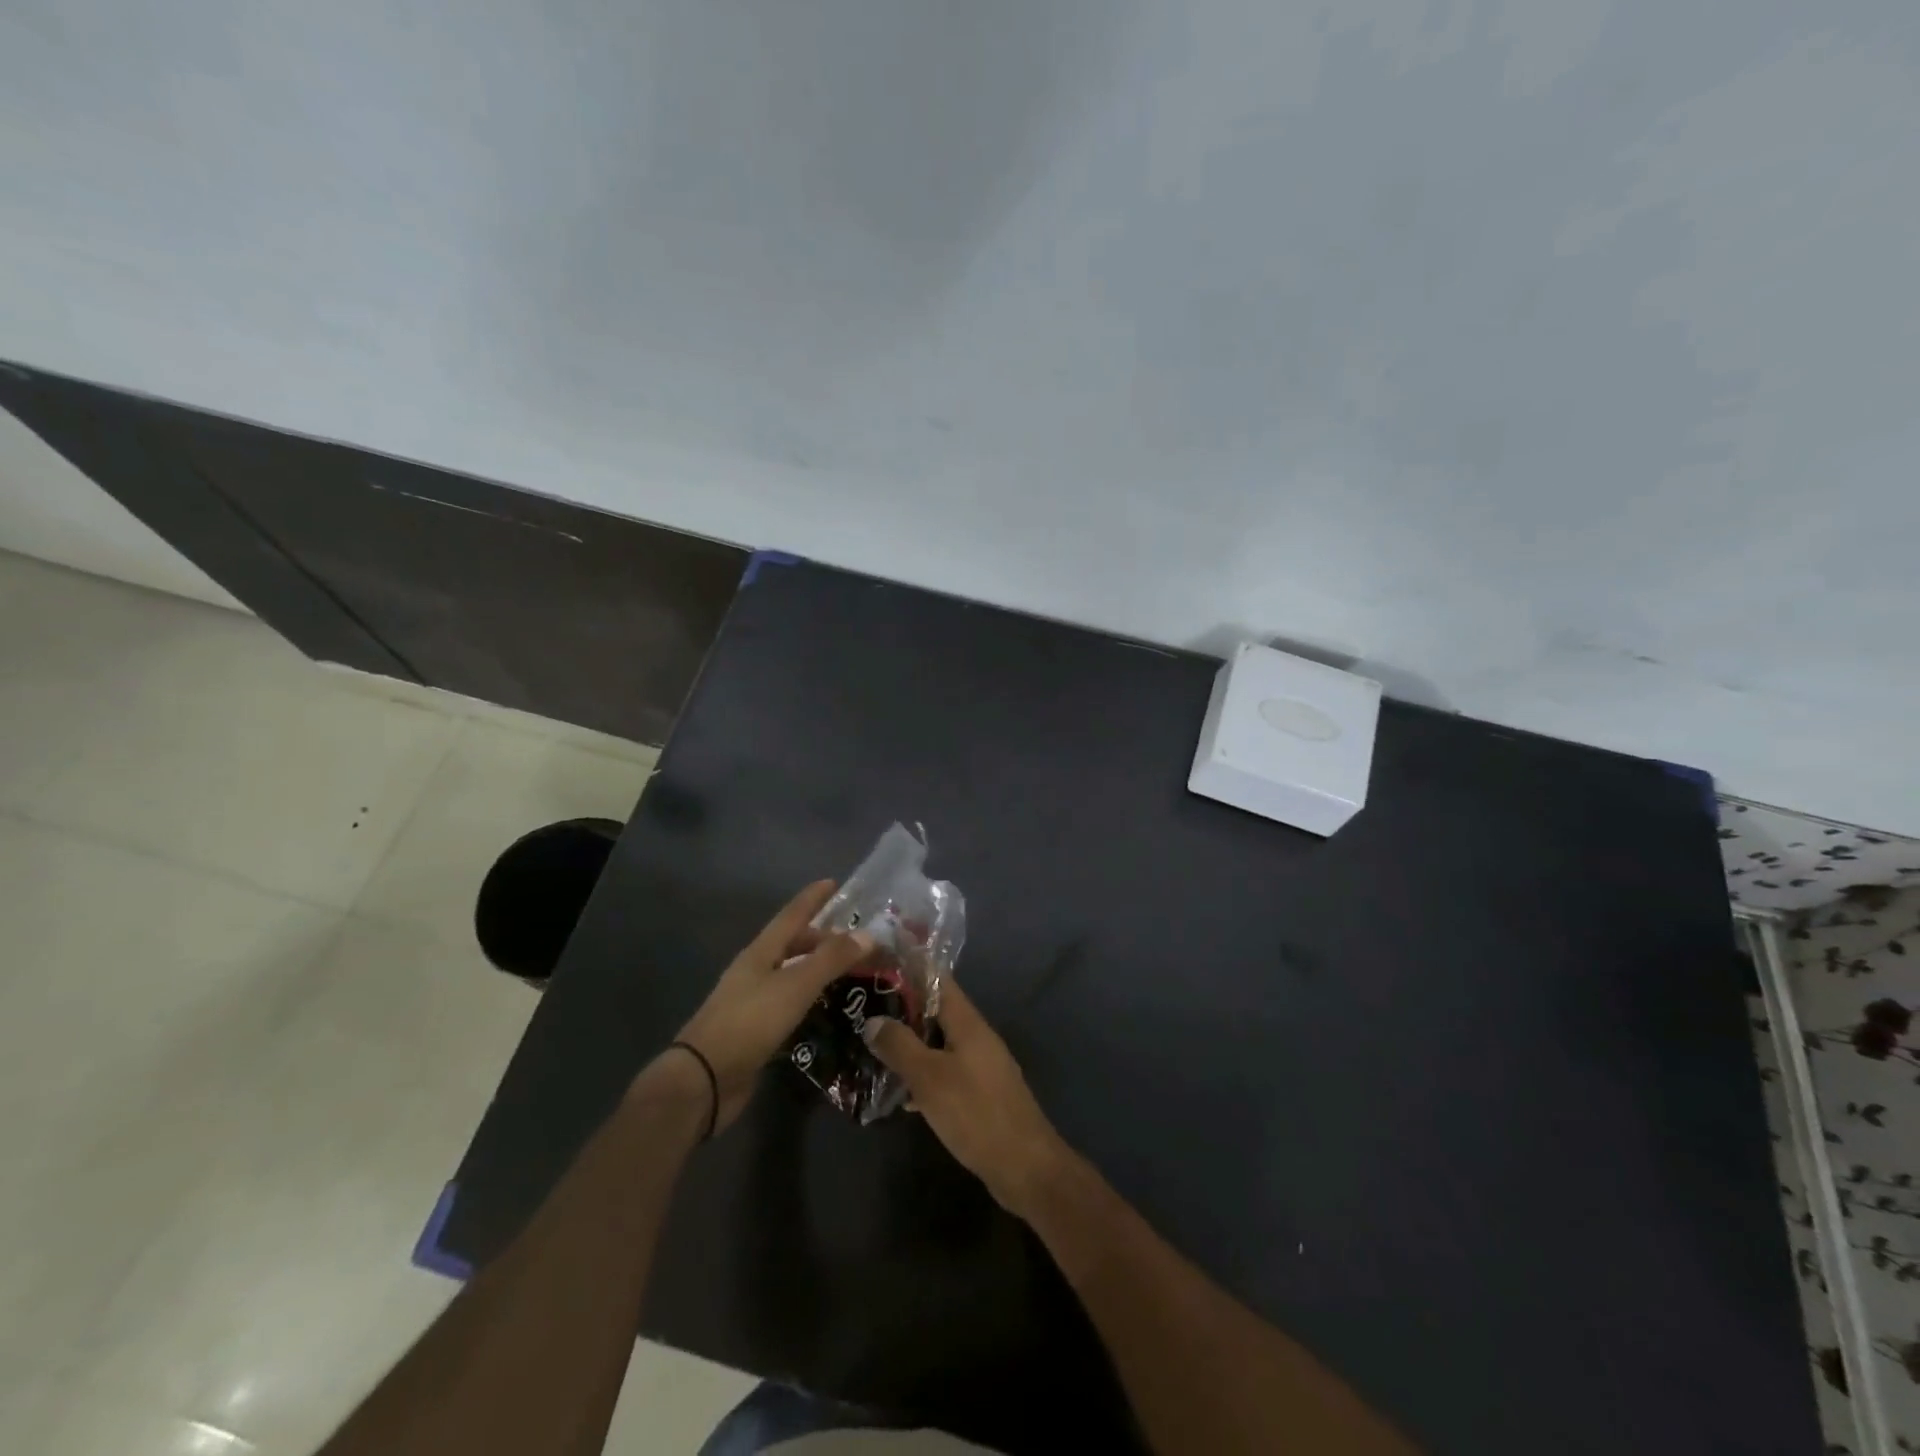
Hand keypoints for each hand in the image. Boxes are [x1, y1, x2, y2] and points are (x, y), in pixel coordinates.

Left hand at [672, 880, 872, 1132]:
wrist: (704, 1080)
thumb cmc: (749, 1022)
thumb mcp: (795, 986)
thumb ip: (831, 959)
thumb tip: (868, 933)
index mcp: (761, 952)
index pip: (792, 915)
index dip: (812, 898)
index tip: (833, 882)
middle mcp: (755, 971)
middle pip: (792, 944)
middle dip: (821, 937)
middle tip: (855, 939)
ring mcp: (753, 1001)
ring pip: (792, 974)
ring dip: (818, 969)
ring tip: (849, 971)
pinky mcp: (756, 1030)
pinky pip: (790, 1003)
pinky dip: (811, 998)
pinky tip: (827, 1007)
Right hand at [862, 980, 1071, 1216]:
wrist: (1025, 1167)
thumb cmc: (975, 1113)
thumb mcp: (929, 1077)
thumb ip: (900, 1046)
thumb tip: (873, 1020)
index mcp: (968, 1023)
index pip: (938, 980)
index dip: (910, 969)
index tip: (878, 965)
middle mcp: (976, 1037)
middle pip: (936, 1012)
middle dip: (902, 1010)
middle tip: (863, 1009)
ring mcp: (981, 1066)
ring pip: (938, 1044)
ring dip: (910, 1045)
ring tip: (872, 1047)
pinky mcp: (980, 1094)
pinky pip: (945, 1072)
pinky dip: (923, 1075)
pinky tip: (899, 1093)